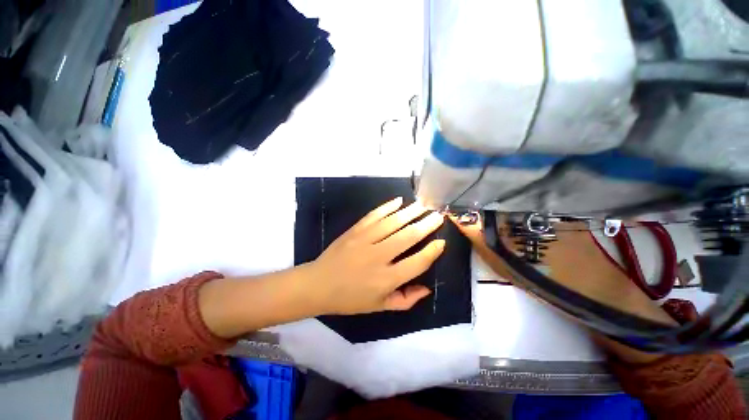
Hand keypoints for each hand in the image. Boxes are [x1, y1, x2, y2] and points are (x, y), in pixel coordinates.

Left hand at [307, 197, 445, 314]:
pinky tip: (398, 201)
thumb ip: (405, 300)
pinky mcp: (354, 231)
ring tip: (423, 205)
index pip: (417, 262)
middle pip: (408, 237)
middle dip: (426, 225)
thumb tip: (427, 288)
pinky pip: (373, 215)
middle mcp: (378, 257)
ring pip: (393, 222)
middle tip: (437, 215)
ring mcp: (365, 240)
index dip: (432, 252)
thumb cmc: (350, 299)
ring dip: (410, 212)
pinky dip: (387, 207)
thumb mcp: (379, 307)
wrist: (318, 284)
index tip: (441, 242)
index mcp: (386, 280)